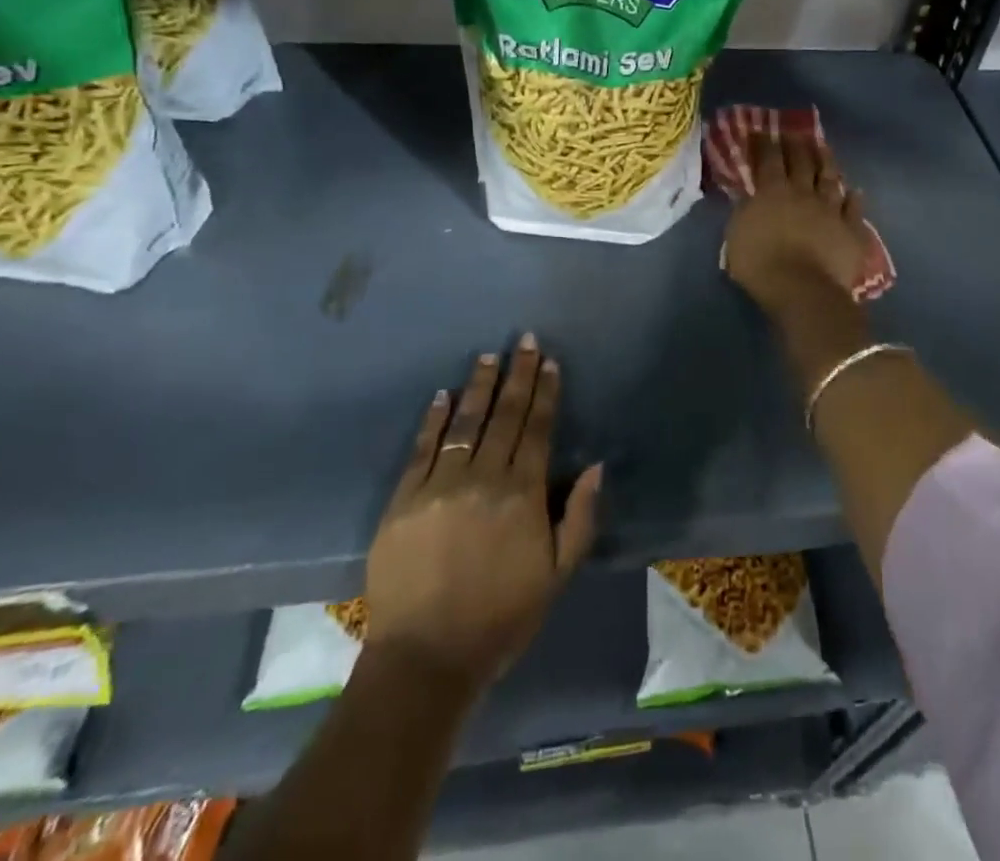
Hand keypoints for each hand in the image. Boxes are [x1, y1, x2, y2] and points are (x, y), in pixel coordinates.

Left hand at [363, 336, 602, 690]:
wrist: (425, 659)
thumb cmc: (501, 617)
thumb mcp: (557, 574)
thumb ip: (580, 516)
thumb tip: (595, 465)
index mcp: (523, 494)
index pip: (537, 428)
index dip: (545, 392)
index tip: (549, 361)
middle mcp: (483, 478)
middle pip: (504, 416)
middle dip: (517, 375)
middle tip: (523, 341)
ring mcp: (440, 485)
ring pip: (464, 423)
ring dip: (479, 387)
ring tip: (488, 357)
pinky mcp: (404, 499)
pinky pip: (421, 449)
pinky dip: (433, 419)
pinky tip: (442, 395)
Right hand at [723, 133, 872, 313]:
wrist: (802, 289)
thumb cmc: (760, 264)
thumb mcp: (736, 235)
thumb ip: (744, 211)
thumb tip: (749, 196)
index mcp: (773, 192)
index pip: (769, 159)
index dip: (766, 143)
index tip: (764, 131)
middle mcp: (804, 193)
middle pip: (802, 162)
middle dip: (798, 144)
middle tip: (796, 132)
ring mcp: (831, 209)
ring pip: (831, 178)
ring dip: (827, 161)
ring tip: (825, 148)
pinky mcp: (851, 229)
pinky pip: (854, 208)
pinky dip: (854, 198)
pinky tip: (855, 191)